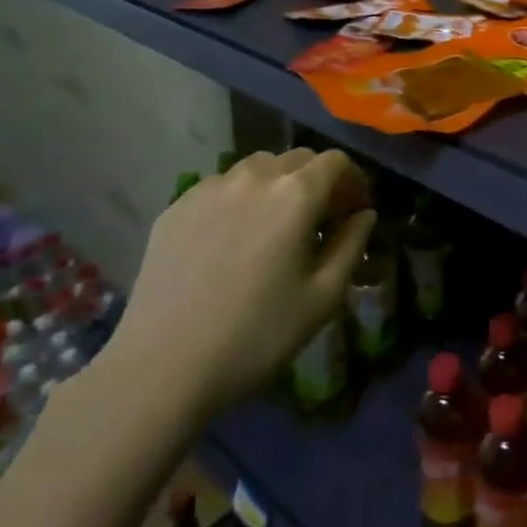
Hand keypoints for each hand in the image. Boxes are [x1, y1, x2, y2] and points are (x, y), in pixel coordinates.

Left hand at [99, 148, 374, 420]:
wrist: (161, 367)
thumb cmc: (256, 336)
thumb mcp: (323, 298)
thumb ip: (352, 246)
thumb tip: (364, 215)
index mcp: (295, 195)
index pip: (335, 161)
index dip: (353, 181)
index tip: (353, 211)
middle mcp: (253, 177)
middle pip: (297, 158)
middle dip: (317, 181)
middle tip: (319, 220)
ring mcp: (209, 188)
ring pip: (257, 168)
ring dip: (277, 184)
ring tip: (273, 225)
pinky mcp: (176, 207)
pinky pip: (220, 187)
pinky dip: (239, 199)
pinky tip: (231, 239)